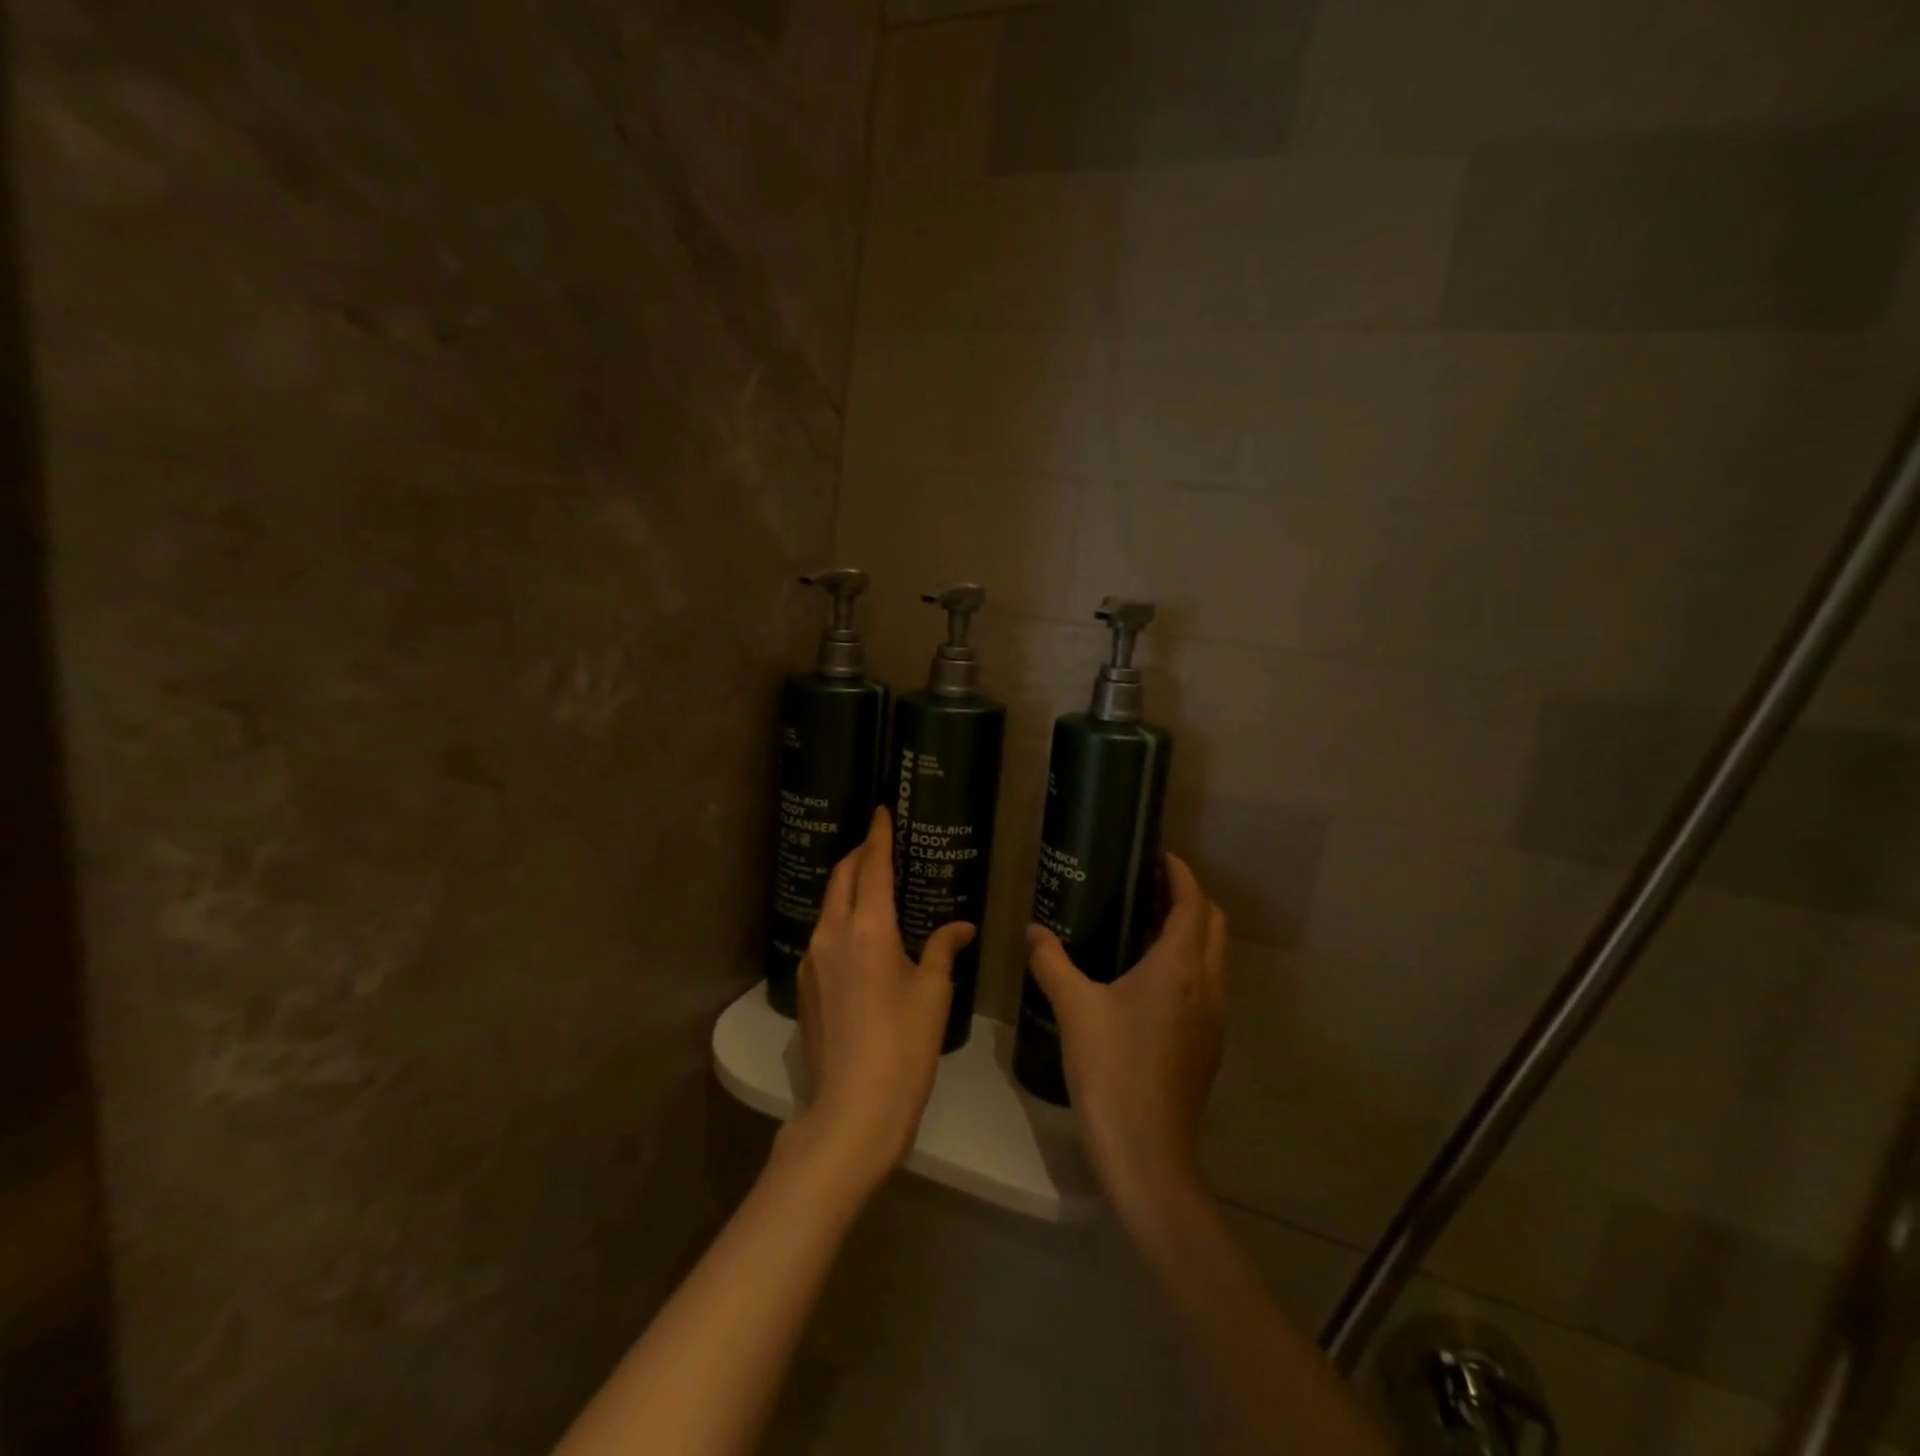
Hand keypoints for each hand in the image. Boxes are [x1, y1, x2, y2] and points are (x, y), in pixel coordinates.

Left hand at [790, 807, 974, 1190]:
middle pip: (841, 877)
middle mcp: (832, 934)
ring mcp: (812, 960)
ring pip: (828, 905)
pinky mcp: (805, 985)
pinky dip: (841, 918)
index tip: (880, 812)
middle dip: (858, 855)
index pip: (871, 866)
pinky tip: (860, 934)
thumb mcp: (933, 994)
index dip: (878, 835)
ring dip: (848, 886)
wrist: (852, 1110)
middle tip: (879, 844)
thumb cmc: (904, 1047)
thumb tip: (958, 927)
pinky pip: (823, 934)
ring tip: (872, 885)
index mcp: (868, 928)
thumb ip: (942, 950)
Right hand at [1026, 854, 1227, 1225]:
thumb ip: (1052, 962)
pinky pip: (1208, 984)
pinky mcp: (1209, 1044)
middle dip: (1189, 898)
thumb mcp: (1074, 1009)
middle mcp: (1208, 985)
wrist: (1148, 1153)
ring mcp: (1214, 1017)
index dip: (1181, 875)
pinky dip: (1190, 962)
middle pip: (1213, 924)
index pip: (1192, 904)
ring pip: (1215, 956)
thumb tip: (1033, 931)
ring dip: (1192, 930)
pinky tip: (1150, 977)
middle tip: (1150, 886)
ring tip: (1148, 923)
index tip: (1160, 856)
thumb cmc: (1112, 1070)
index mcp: (1180, 967)